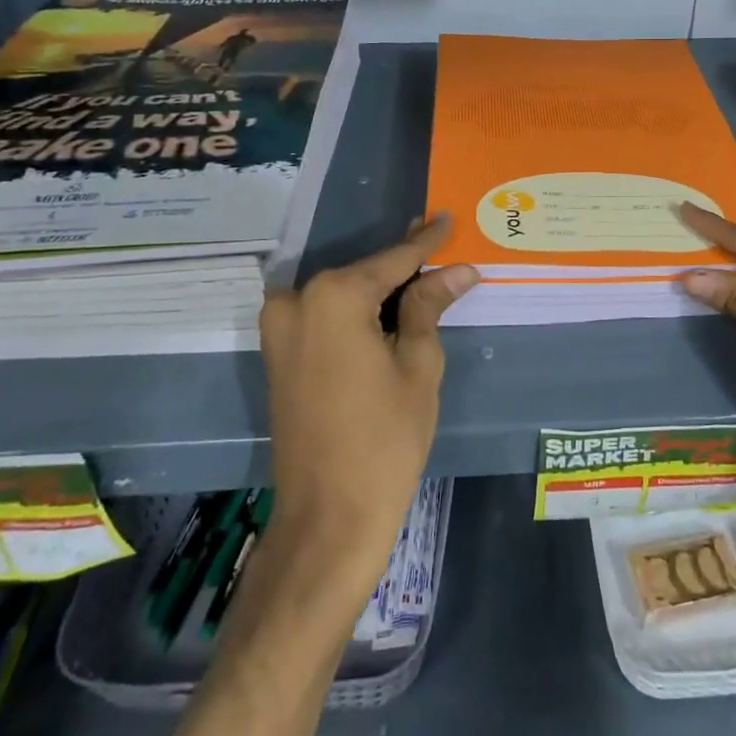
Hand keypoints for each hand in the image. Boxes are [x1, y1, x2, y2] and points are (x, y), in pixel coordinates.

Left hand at [257, 217, 476, 601]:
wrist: (328, 517)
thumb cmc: (385, 438)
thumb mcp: (418, 365)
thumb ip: (428, 306)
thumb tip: (456, 270)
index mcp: (334, 296)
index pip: (393, 260)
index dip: (426, 242)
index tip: (445, 218)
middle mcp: (298, 301)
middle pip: (364, 274)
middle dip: (403, 264)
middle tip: (438, 243)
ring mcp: (281, 330)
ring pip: (343, 294)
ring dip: (379, 288)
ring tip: (422, 275)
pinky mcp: (279, 356)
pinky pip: (325, 317)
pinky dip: (357, 311)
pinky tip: (389, 308)